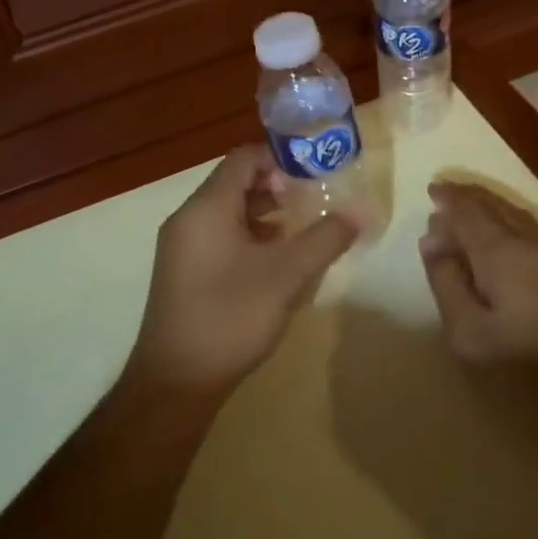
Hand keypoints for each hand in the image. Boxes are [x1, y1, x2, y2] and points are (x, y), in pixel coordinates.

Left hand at [129, 145, 359, 391]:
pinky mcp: (184, 272)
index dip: (281, 157)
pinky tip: (278, 259)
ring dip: (265, 213)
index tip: (318, 170)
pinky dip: (250, 237)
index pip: (243, 158)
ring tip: (304, 227)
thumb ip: (325, 238)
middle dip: (278, 186)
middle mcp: (188, 219)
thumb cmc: (231, 316)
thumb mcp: (286, 275)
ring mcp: (182, 247)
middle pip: (235, 183)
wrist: (176, 381)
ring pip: (228, 213)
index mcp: (206, 207)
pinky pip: (220, 237)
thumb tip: (361, 211)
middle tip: (317, 198)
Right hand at [418, 181, 537, 419]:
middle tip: (444, 193)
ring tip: (468, 208)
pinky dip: (508, 222)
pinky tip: (504, 235)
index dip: (449, 200)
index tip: (430, 191)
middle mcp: (530, 245)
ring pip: (517, 217)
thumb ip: (447, 284)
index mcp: (501, 253)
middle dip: (469, 198)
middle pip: (495, 208)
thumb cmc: (529, 371)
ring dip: (490, 208)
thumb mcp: (470, 335)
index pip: (469, 212)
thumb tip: (432, 241)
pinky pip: (531, 231)